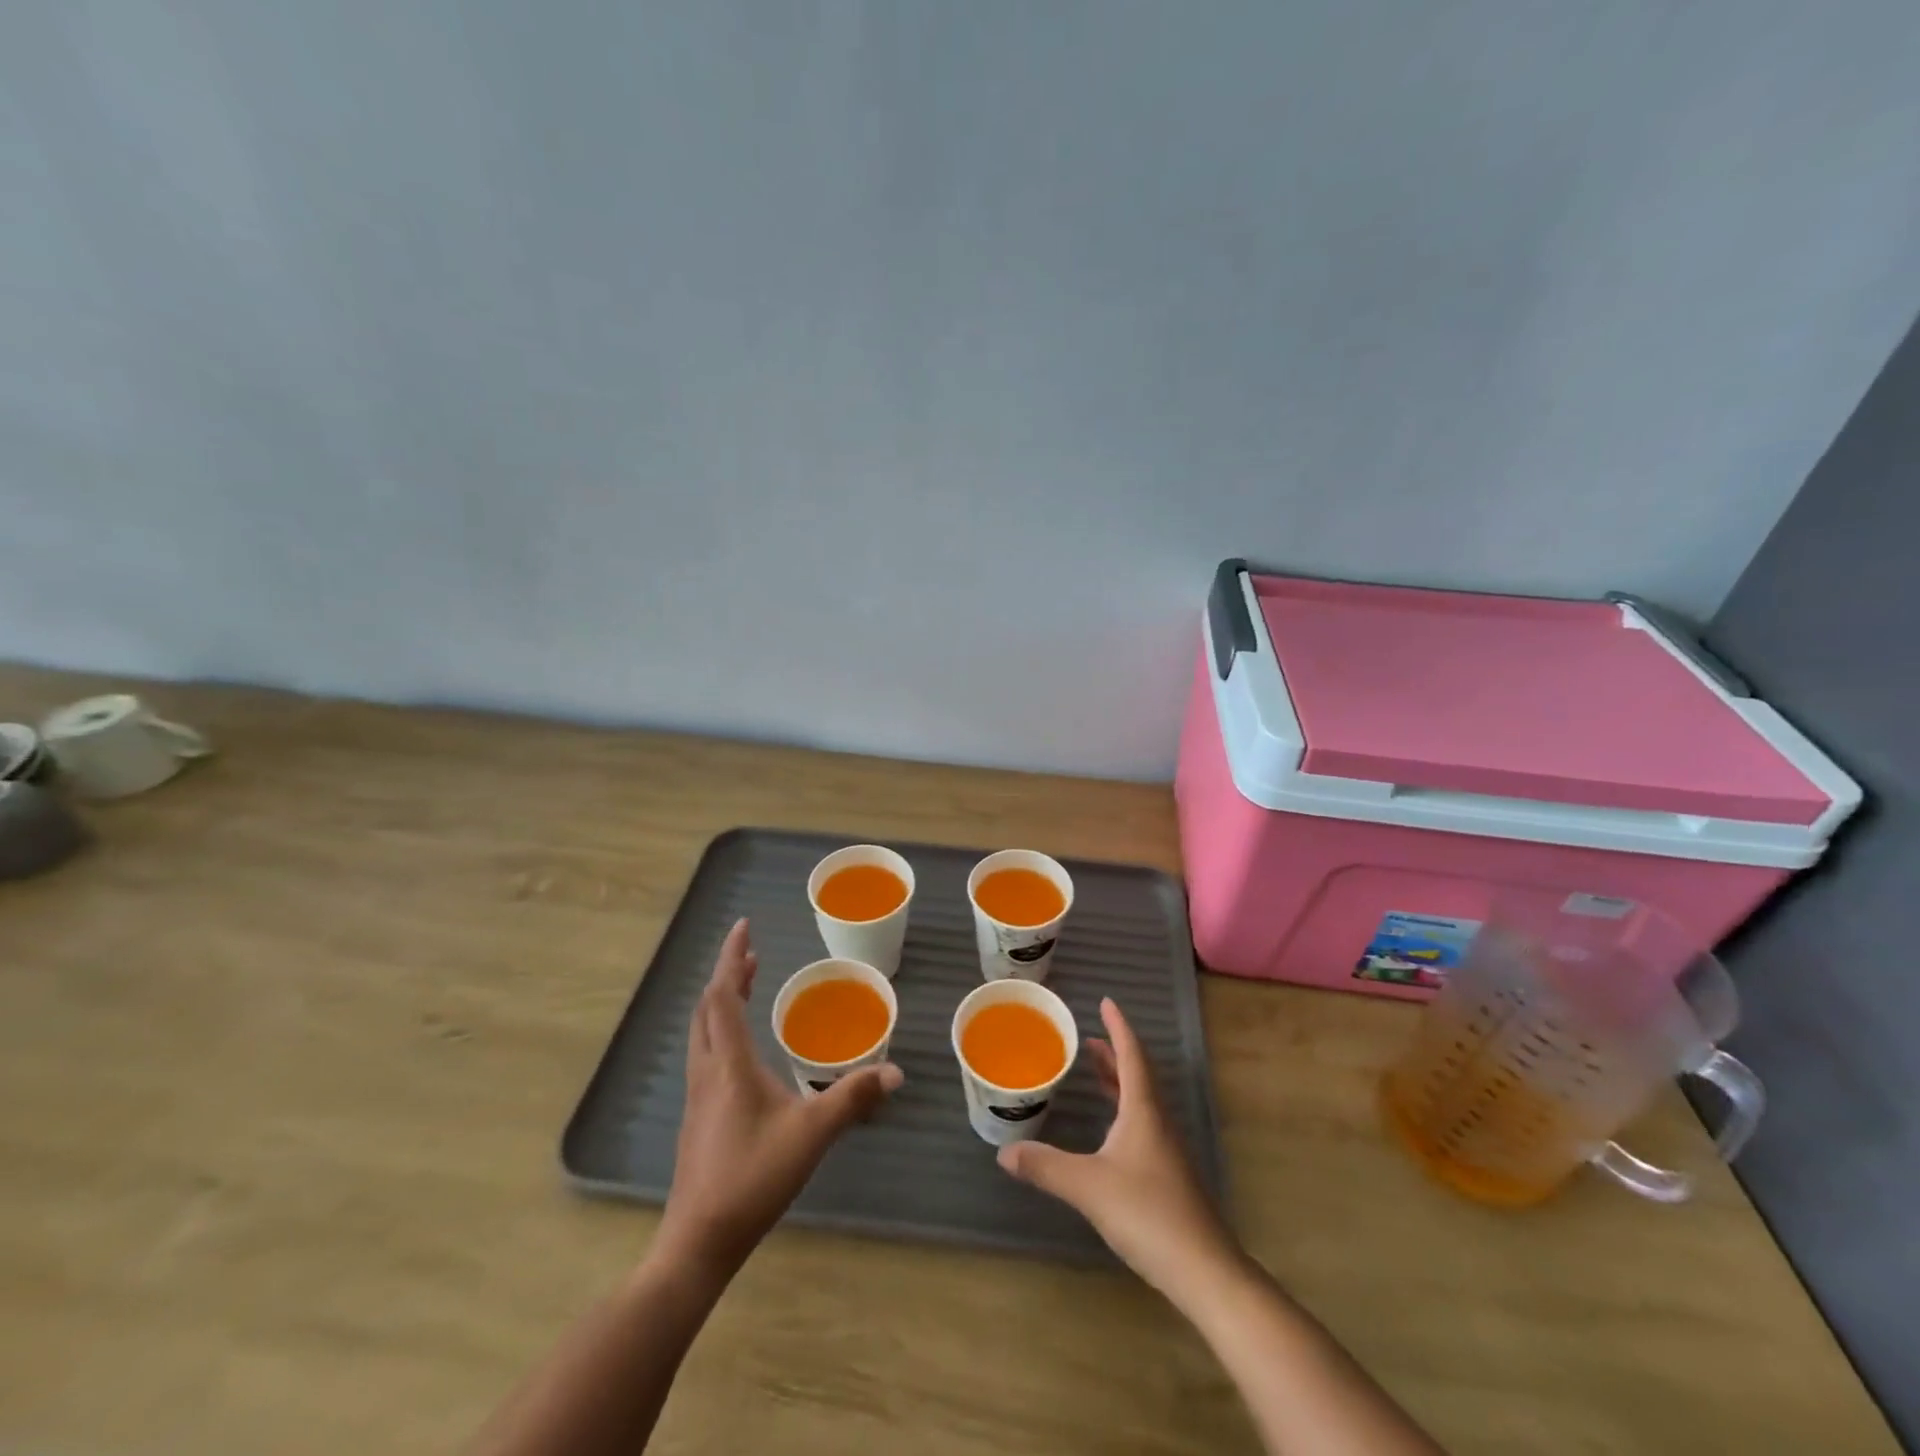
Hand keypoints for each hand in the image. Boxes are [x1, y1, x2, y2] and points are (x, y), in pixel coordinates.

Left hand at [655, 918, 902, 1276]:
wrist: (699, 1240)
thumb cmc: (753, 1178)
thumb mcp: (811, 1134)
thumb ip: (853, 1098)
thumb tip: (895, 1071)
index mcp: (729, 1063)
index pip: (724, 995)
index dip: (732, 958)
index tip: (744, 927)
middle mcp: (707, 1070)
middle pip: (708, 1007)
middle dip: (729, 974)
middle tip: (752, 953)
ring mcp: (697, 1095)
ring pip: (703, 1030)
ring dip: (723, 1000)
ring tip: (747, 985)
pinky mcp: (698, 1116)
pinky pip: (706, 1052)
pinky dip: (722, 1027)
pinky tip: (743, 1047)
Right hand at [997, 997, 1237, 1296]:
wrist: (1204, 1270)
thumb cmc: (1148, 1213)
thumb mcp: (1088, 1186)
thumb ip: (1046, 1166)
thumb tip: (1003, 1152)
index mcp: (1143, 1110)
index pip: (1132, 1055)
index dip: (1118, 1028)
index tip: (1106, 1003)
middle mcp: (1157, 1121)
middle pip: (1137, 1074)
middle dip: (1114, 1052)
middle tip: (1089, 1037)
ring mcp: (1165, 1149)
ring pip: (1140, 1101)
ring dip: (1118, 1080)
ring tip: (1094, 1071)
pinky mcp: (1167, 1175)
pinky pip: (1141, 1124)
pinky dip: (1122, 1109)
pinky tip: (1109, 1130)